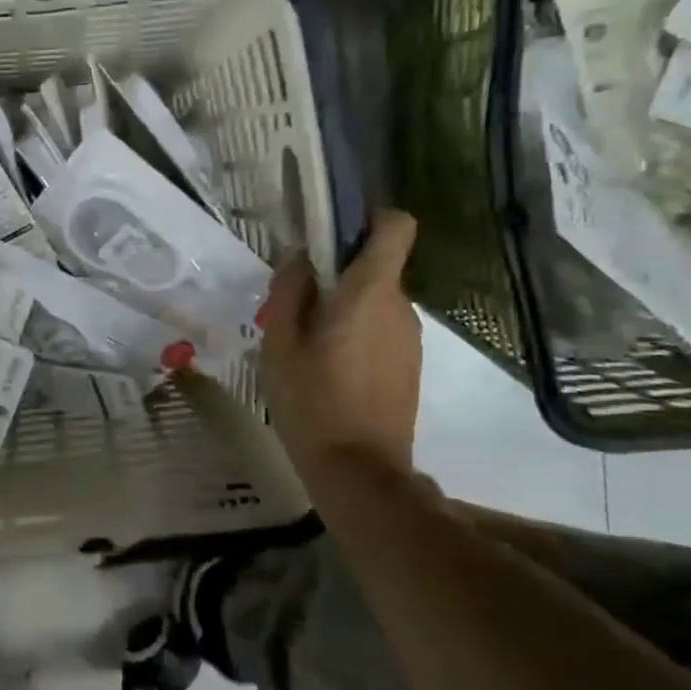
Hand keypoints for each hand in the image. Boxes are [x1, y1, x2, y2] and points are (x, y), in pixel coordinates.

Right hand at [260, 210, 421, 474]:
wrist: (359, 471)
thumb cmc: (312, 400)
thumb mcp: (280, 343)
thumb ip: (289, 291)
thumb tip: (299, 256)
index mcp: (369, 292)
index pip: (395, 227)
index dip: (369, 219)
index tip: (333, 233)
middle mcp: (399, 307)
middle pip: (377, 266)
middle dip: (340, 272)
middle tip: (297, 302)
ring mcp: (410, 338)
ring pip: (377, 300)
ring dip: (346, 306)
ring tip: (308, 341)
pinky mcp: (410, 365)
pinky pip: (382, 329)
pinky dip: (358, 333)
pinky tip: (329, 368)